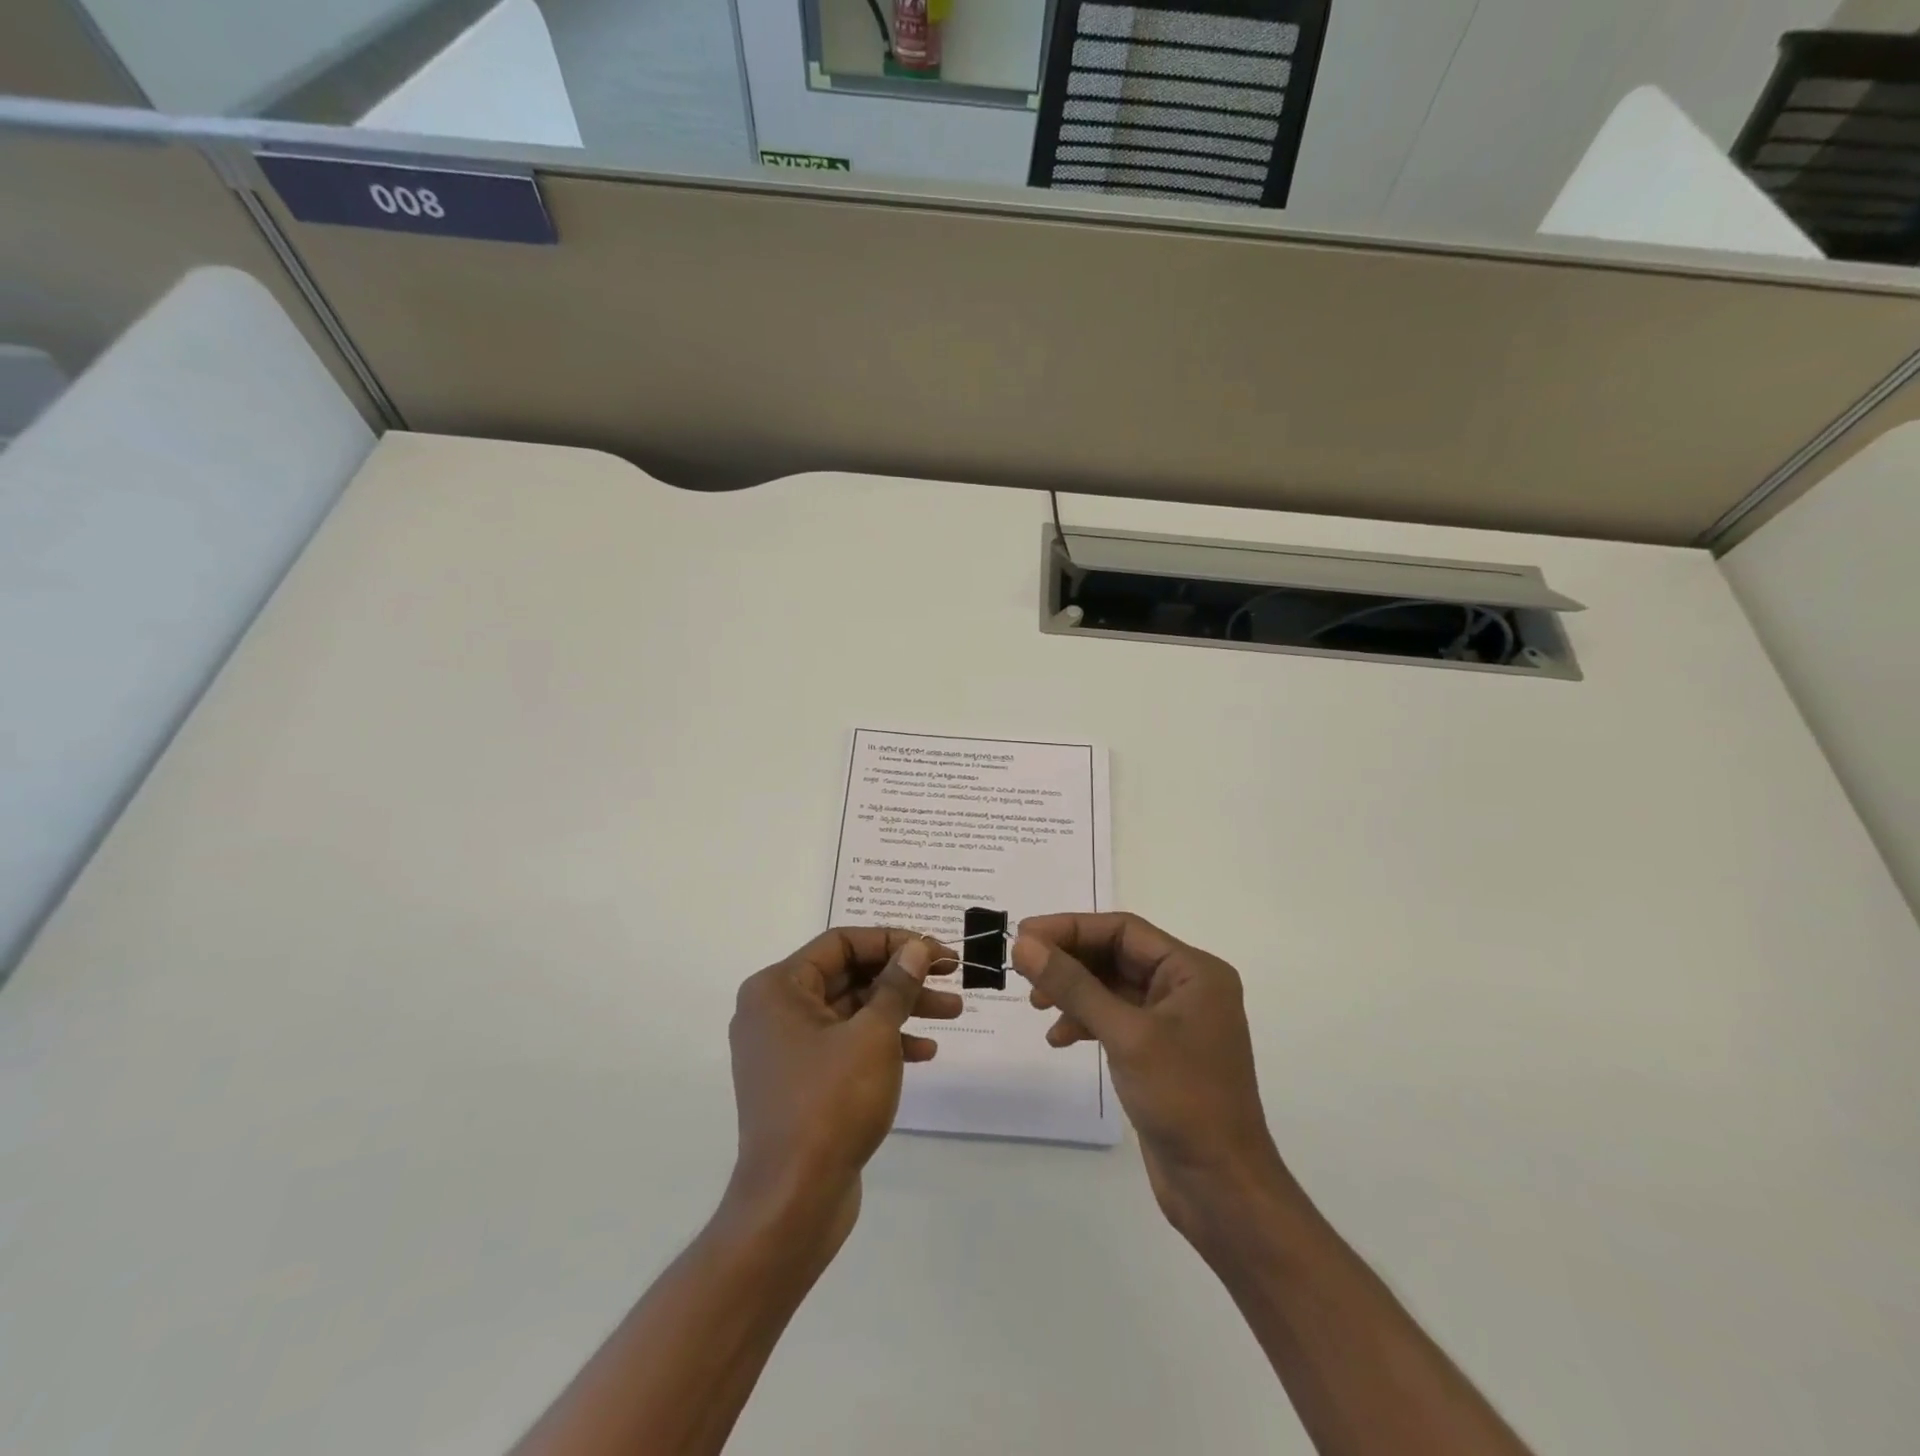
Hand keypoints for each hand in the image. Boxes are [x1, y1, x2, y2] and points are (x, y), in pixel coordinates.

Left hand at [727, 928, 960, 1247]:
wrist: (792, 1202)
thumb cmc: (830, 1104)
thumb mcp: (873, 1035)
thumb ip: (897, 985)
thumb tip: (916, 947)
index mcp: (778, 987)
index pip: (842, 942)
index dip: (893, 941)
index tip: (936, 950)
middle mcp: (775, 1010)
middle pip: (849, 975)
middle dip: (903, 976)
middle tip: (951, 975)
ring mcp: (787, 1048)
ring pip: (852, 1011)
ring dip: (901, 1009)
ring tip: (954, 1011)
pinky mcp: (802, 1081)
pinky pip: (846, 1044)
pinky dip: (883, 1042)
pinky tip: (924, 1052)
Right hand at [1013, 913, 1289, 1240]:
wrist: (1221, 1188)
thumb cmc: (1183, 1099)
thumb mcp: (1124, 1035)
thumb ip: (1072, 985)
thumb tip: (1023, 944)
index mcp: (1193, 971)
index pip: (1123, 930)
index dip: (1071, 928)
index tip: (1025, 935)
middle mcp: (1186, 987)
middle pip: (1116, 955)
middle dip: (1070, 960)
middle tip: (1023, 968)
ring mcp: (1173, 1021)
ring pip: (1112, 987)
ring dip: (1073, 991)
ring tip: (1036, 1005)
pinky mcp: (1158, 1052)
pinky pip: (1115, 1018)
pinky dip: (1085, 1021)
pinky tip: (1059, 1038)